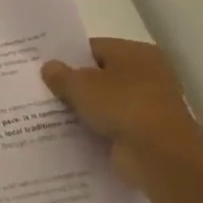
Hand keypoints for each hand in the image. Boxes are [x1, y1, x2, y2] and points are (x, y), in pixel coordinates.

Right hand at [42, 39, 202, 194]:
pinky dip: (97, 128)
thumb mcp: (80, 85)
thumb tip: (49, 67)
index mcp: (136, 52)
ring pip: (106, 101)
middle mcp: (148, 74)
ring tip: (51, 112)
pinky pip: (114, 124)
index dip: (68, 58)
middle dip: (75, 85)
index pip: (94, 48)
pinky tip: (71, 132)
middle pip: (101, 75)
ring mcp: (149, 104)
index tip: (45, 68)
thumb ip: (61, 75)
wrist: (159, 154)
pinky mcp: (147, 132)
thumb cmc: (122, 105)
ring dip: (85, 108)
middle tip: (43, 90)